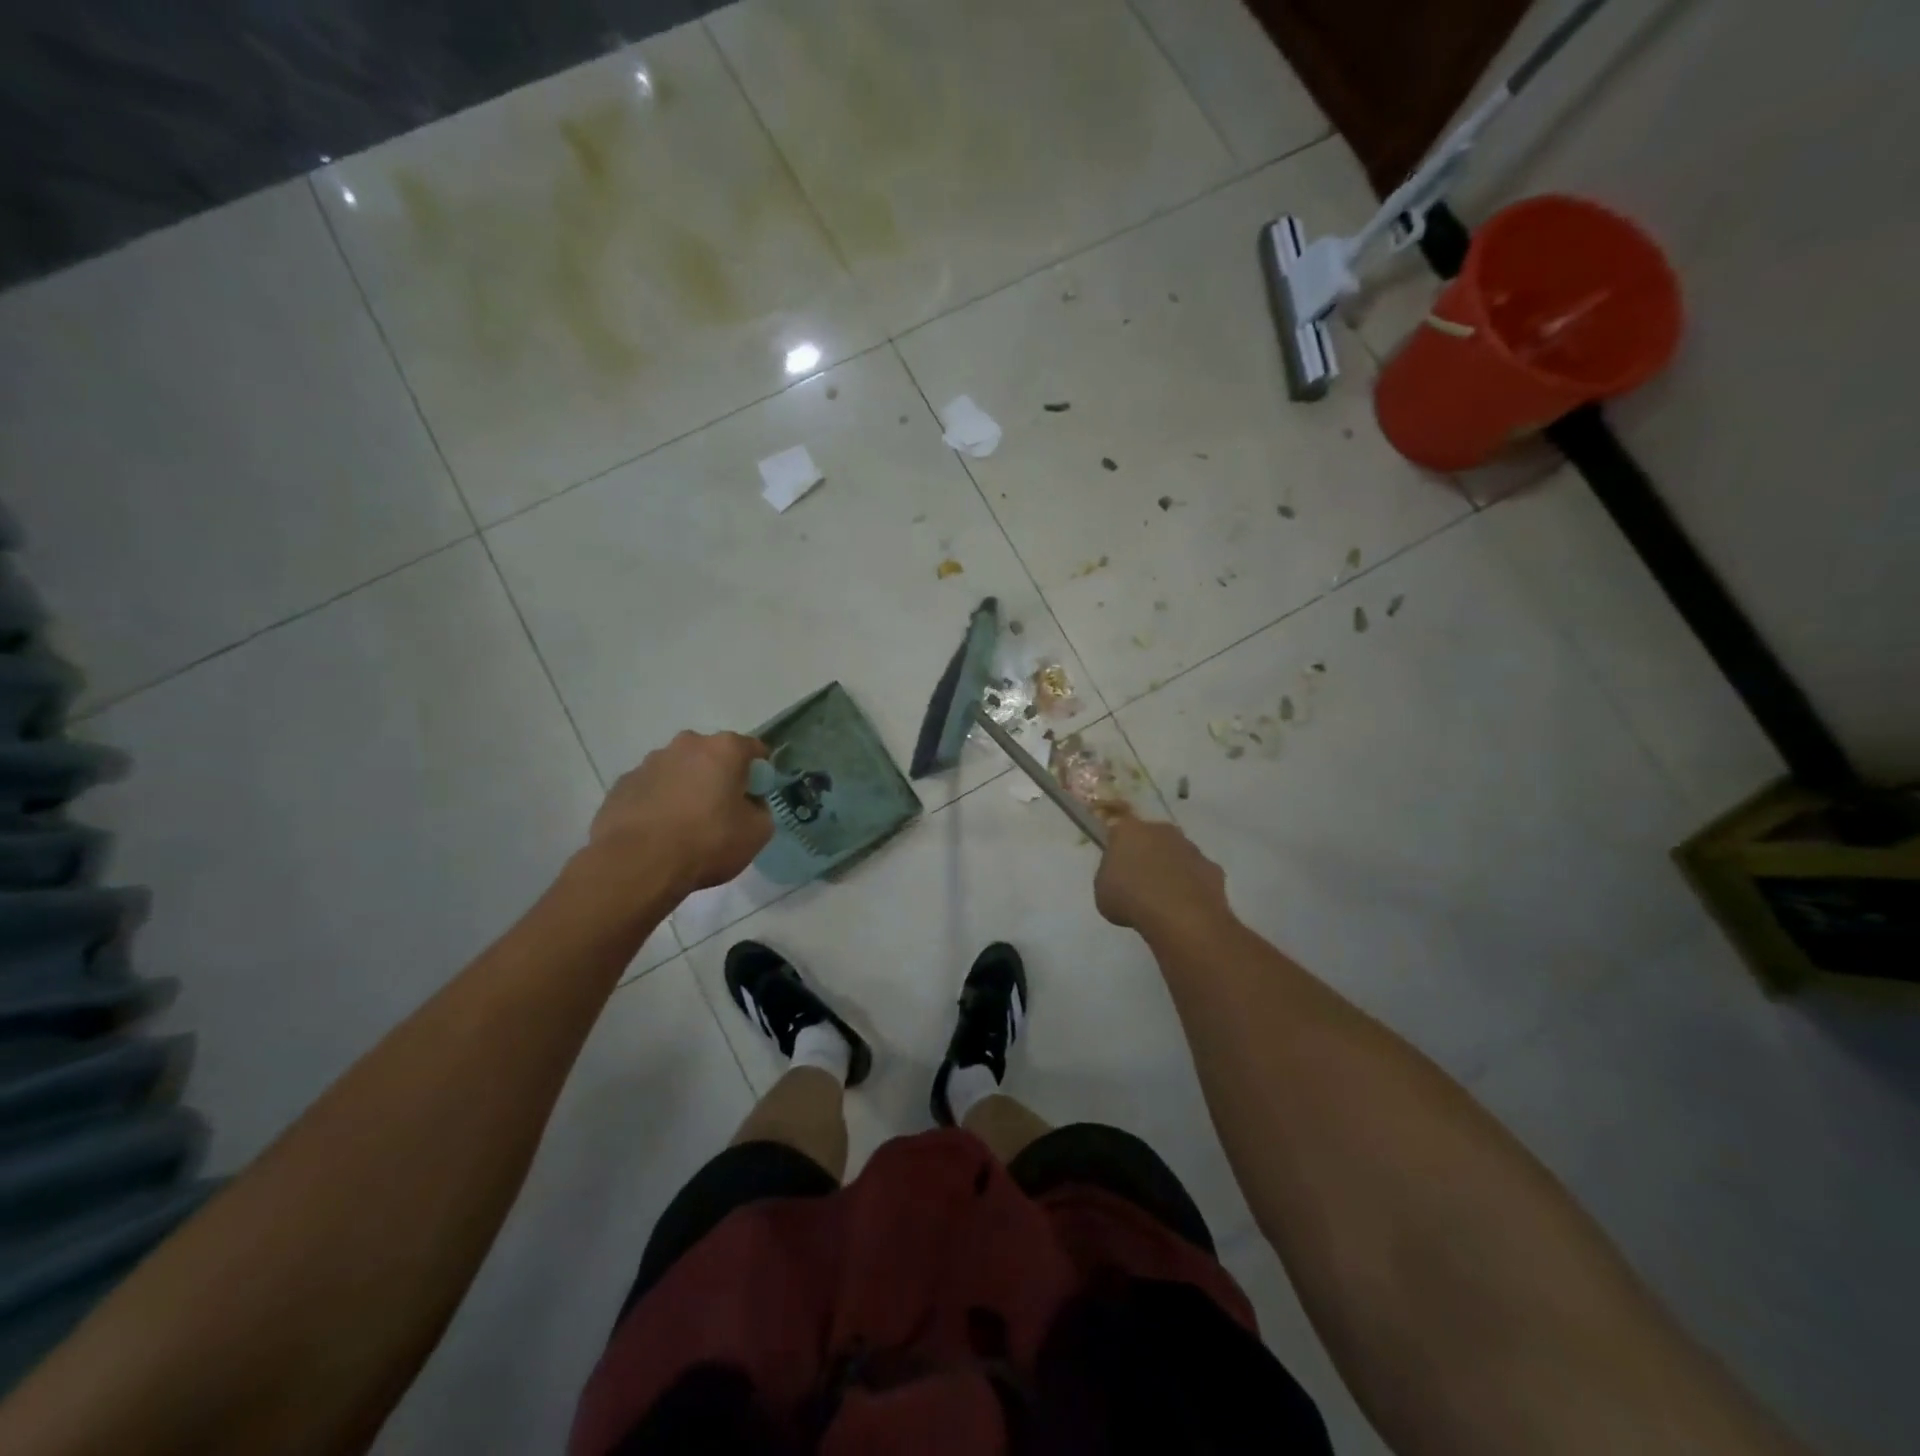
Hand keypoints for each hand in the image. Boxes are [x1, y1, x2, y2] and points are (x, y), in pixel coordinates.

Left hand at [591, 731, 772, 896]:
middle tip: (722, 811)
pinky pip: (651, 789)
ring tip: (685, 826)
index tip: (756, 796)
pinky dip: (659, 803)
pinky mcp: (622, 785)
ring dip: (686, 788)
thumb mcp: (757, 833)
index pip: (754, 750)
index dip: (760, 773)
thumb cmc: (706, 842)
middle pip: (712, 756)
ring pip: (679, 771)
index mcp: (724, 749)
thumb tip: (749, 805)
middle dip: (719, 777)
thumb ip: (760, 810)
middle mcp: (686, 745)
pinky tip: (658, 832)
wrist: (637, 865)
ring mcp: (649, 763)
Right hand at [1095, 815, 1230, 934]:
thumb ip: (1110, 875)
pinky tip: (1185, 906)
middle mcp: (1161, 831)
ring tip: (1163, 897)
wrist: (1180, 916)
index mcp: (1128, 830)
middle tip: (1139, 879)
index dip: (1116, 843)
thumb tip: (1119, 875)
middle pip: (1151, 837)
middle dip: (1147, 852)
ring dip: (1171, 868)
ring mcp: (1190, 847)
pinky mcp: (1212, 867)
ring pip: (1177, 853)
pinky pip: (1197, 873)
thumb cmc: (1130, 900)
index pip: (1118, 827)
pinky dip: (1191, 885)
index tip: (1115, 860)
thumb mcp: (1103, 890)